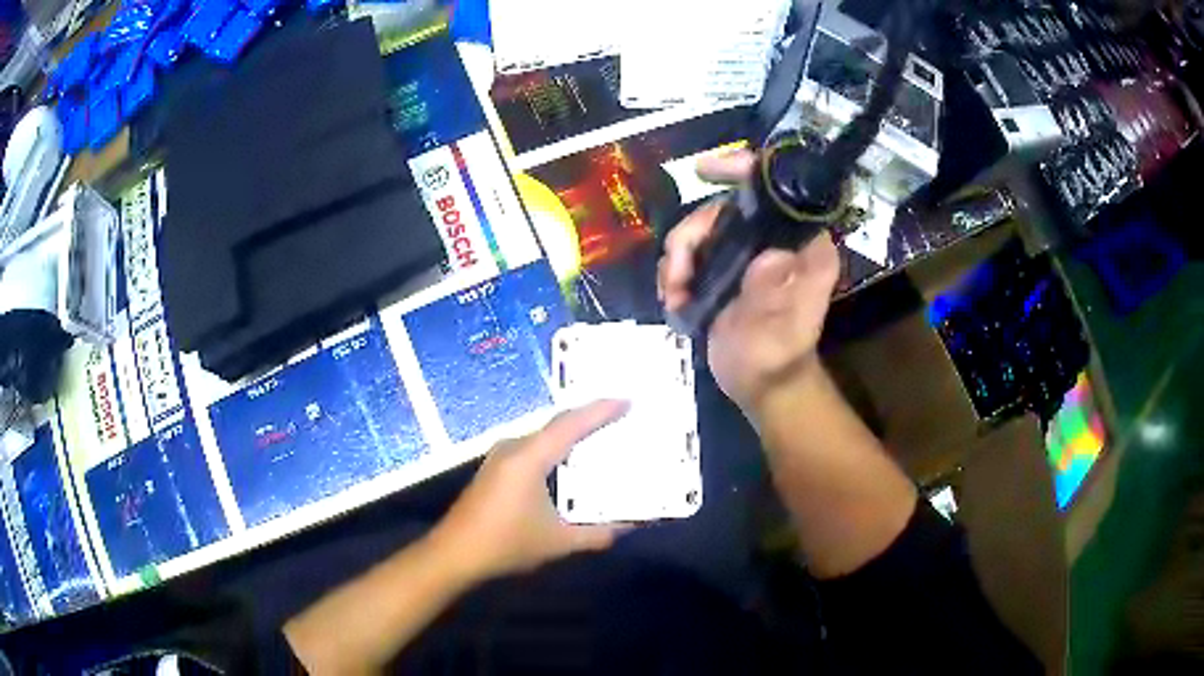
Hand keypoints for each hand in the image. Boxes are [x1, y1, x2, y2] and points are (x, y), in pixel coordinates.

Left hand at [430, 400, 631, 581]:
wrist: (455, 554)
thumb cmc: (506, 543)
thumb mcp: (559, 542)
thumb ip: (597, 535)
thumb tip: (629, 527)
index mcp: (529, 457)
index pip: (571, 424)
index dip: (601, 411)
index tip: (627, 400)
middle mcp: (514, 448)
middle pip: (557, 424)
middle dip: (588, 418)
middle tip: (620, 415)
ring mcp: (500, 457)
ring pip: (543, 435)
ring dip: (570, 433)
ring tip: (600, 434)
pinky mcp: (495, 469)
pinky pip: (532, 447)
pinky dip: (555, 447)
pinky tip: (567, 461)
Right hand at [658, 150, 840, 413]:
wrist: (762, 385)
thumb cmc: (778, 358)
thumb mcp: (779, 330)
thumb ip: (773, 294)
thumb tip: (768, 257)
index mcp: (801, 244)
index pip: (776, 189)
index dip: (742, 169)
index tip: (703, 170)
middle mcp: (774, 240)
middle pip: (725, 209)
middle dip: (692, 234)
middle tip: (676, 273)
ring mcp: (746, 254)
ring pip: (701, 231)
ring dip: (677, 259)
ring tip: (672, 294)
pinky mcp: (724, 269)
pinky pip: (690, 254)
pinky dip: (674, 273)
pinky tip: (673, 300)